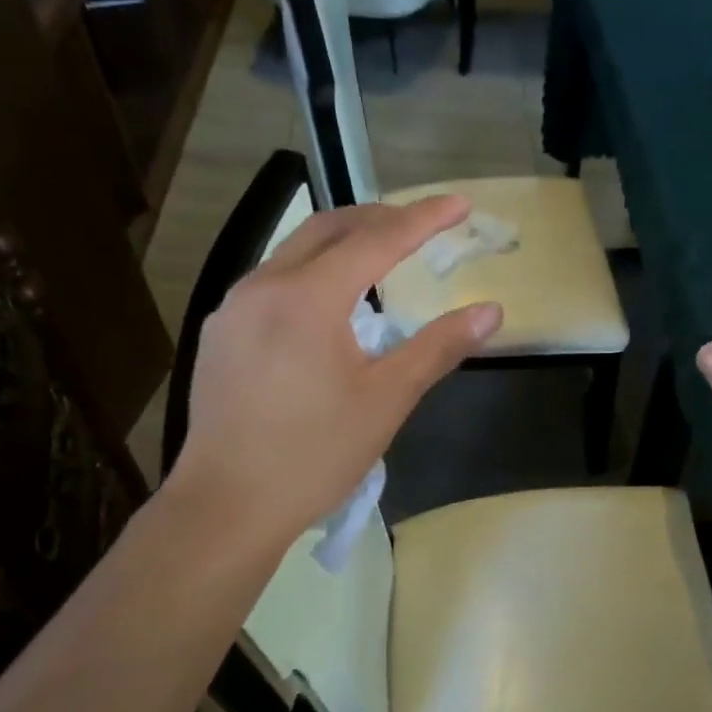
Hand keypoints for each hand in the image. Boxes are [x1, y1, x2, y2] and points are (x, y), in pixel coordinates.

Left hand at [163, 195, 501, 550]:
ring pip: (294, 253)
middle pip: (328, 229)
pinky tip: (327, 307)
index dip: (423, 219)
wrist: (226, 506)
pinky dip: (312, 275)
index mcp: (308, 297)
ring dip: (341, 244)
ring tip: (379, 259)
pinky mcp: (221, 335)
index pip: (377, 240)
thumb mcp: (387, 400)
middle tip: (420, 225)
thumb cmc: (314, 455)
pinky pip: (272, 283)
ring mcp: (233, 309)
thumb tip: (491, 311)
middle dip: (378, 218)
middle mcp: (263, 286)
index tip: (460, 205)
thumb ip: (438, 347)